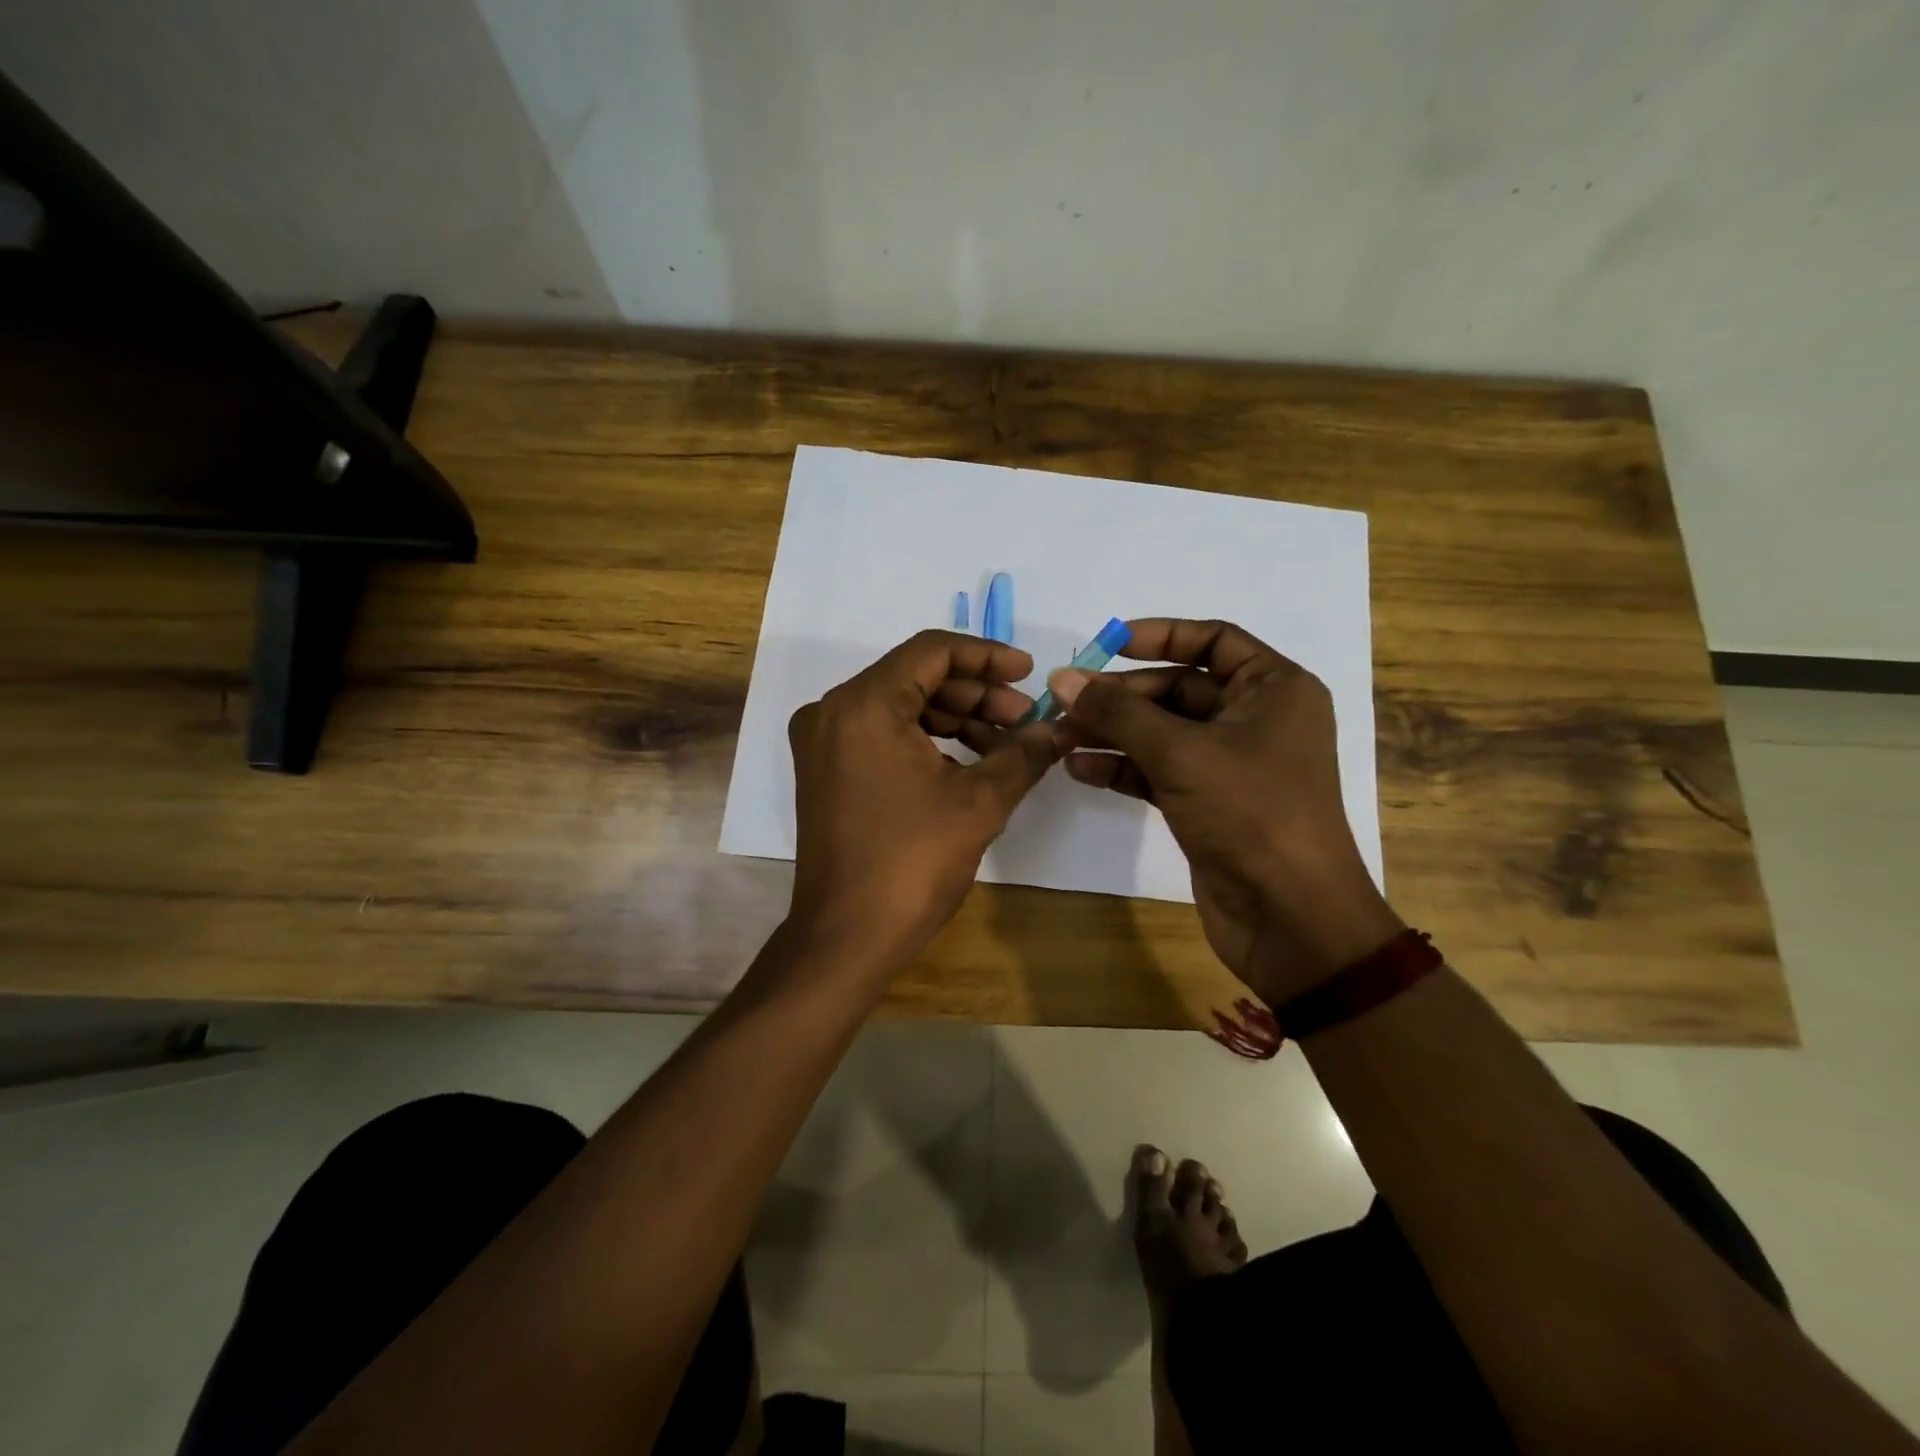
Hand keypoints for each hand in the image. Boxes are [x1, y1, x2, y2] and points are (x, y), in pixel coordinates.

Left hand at [787, 630, 1058, 963]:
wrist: (847, 937)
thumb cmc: (912, 863)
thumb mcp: (980, 802)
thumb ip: (1023, 753)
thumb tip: (1059, 729)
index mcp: (863, 705)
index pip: (932, 651)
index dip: (987, 656)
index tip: (1029, 673)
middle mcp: (833, 712)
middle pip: (916, 677)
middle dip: (976, 694)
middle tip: (1024, 719)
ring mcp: (824, 743)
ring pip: (901, 707)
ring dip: (956, 719)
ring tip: (1006, 745)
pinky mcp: (827, 771)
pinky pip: (883, 735)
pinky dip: (928, 741)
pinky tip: (970, 764)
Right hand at [1052, 618, 1402, 1005]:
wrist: (1289, 917)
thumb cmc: (1250, 813)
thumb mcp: (1181, 752)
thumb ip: (1118, 712)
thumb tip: (1062, 678)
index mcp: (1273, 689)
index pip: (1213, 640)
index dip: (1159, 635)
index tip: (1106, 644)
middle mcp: (1255, 719)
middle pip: (1177, 689)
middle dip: (1120, 697)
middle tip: (1064, 704)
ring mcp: (1229, 764)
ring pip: (1161, 732)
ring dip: (1112, 733)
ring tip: (1059, 737)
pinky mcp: (1207, 803)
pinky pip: (1158, 770)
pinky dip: (1122, 768)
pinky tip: (1078, 769)